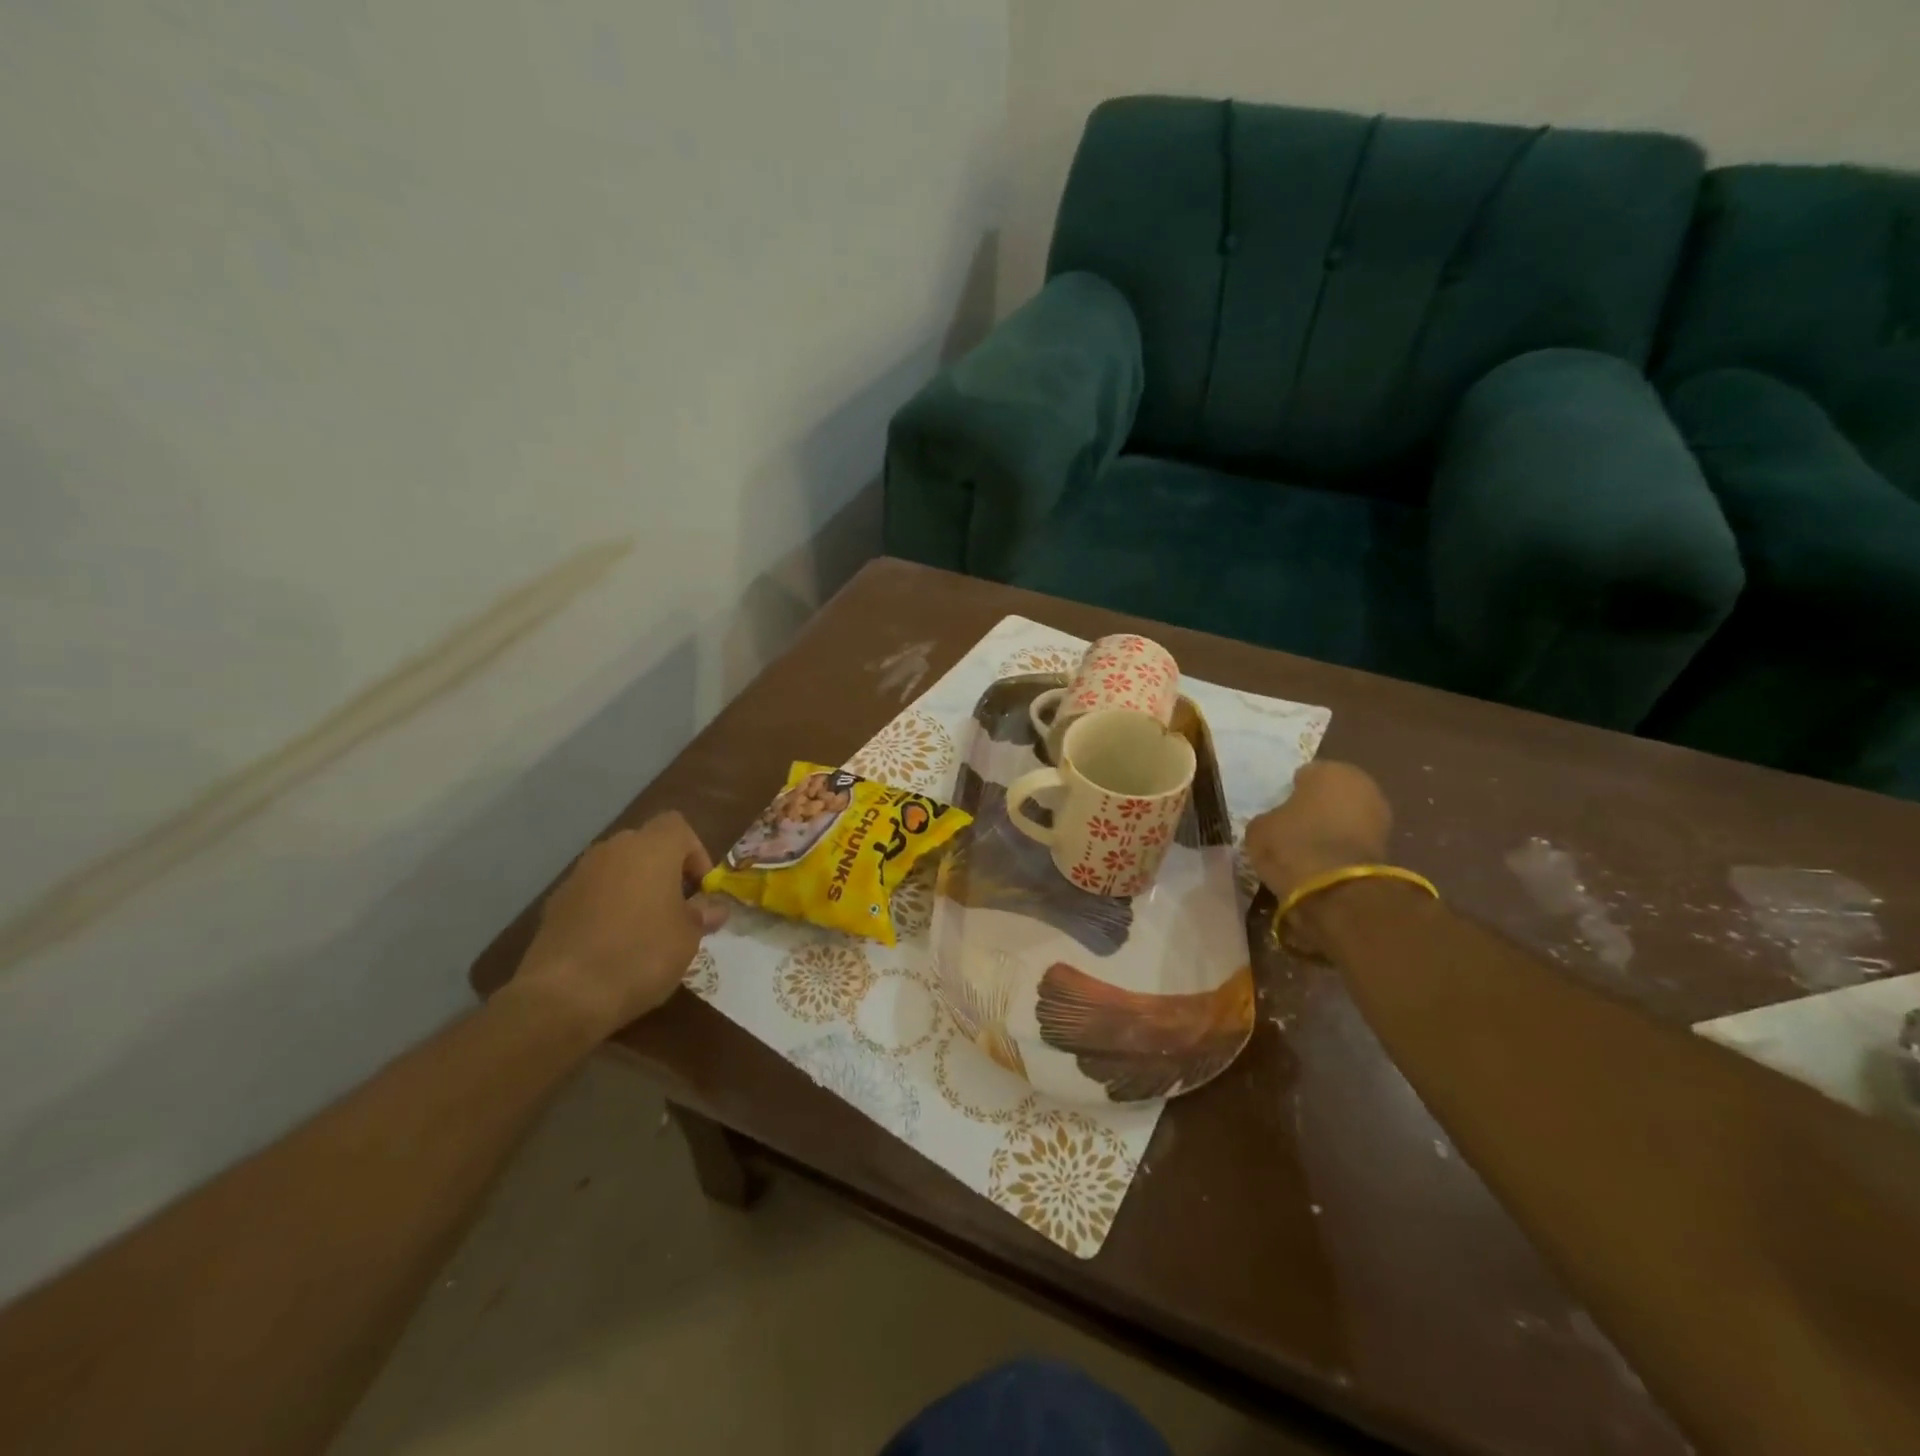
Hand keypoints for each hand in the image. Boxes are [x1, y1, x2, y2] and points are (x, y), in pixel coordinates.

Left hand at [513, 813, 727, 1036]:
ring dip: (635, 888)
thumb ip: (702, 915)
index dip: (695, 852)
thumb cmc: (641, 954)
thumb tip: (713, 908)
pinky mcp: (556, 902)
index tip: (700, 889)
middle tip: (677, 907)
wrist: (564, 994)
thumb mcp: (688, 938)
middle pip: (646, 845)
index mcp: (651, 849)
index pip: (678, 826)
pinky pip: (593, 892)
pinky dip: (607, 907)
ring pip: (618, 868)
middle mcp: (613, 850)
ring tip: (646, 927)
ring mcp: (580, 875)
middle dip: (665, 870)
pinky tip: (613, 943)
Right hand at [1243, 761, 1391, 903]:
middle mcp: (1361, 784)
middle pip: (1331, 793)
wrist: (1334, 887)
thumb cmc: (1292, 843)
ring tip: (1308, 847)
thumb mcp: (1260, 829)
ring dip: (1333, 826)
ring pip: (1347, 815)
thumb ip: (1269, 818)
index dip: (1290, 792)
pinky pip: (1355, 839)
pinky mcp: (1388, 845)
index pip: (1304, 775)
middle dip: (1317, 806)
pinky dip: (1343, 846)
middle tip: (1294, 826)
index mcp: (1329, 770)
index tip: (1278, 810)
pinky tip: (1324, 860)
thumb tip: (1275, 823)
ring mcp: (1380, 814)